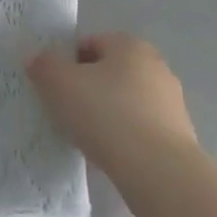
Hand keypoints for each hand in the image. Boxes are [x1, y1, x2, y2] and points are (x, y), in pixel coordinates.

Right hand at [27, 33, 196, 174]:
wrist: (159, 172)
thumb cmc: (107, 115)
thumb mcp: (60, 85)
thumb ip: (44, 66)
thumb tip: (37, 60)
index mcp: (129, 44)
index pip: (90, 44)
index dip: (68, 64)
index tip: (56, 90)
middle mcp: (155, 65)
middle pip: (110, 72)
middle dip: (89, 90)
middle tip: (69, 114)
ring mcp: (171, 101)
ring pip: (127, 102)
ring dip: (109, 115)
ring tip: (90, 140)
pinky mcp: (180, 136)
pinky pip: (142, 130)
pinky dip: (126, 139)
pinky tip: (113, 158)